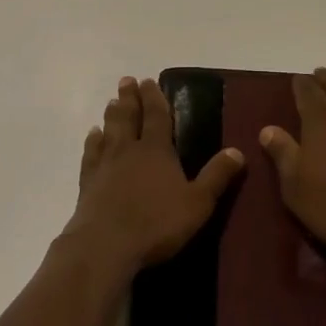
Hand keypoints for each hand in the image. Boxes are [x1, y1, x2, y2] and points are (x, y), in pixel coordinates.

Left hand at [63, 77, 245, 275]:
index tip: (148, 80)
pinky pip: (90, 154)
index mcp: (156, 150)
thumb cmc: (156, 223)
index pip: (156, 116)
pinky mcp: (87, 183)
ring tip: (111, 102)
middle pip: (128, 117)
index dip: (154, 97)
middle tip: (127, 81)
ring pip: (109, 131)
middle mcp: (128, 150)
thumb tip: (238, 151)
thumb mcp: (197, 203)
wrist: (105, 245)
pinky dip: (92, 142)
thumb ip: (217, 176)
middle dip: (130, 98)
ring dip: (111, 115)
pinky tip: (92, 136)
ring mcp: (105, 165)